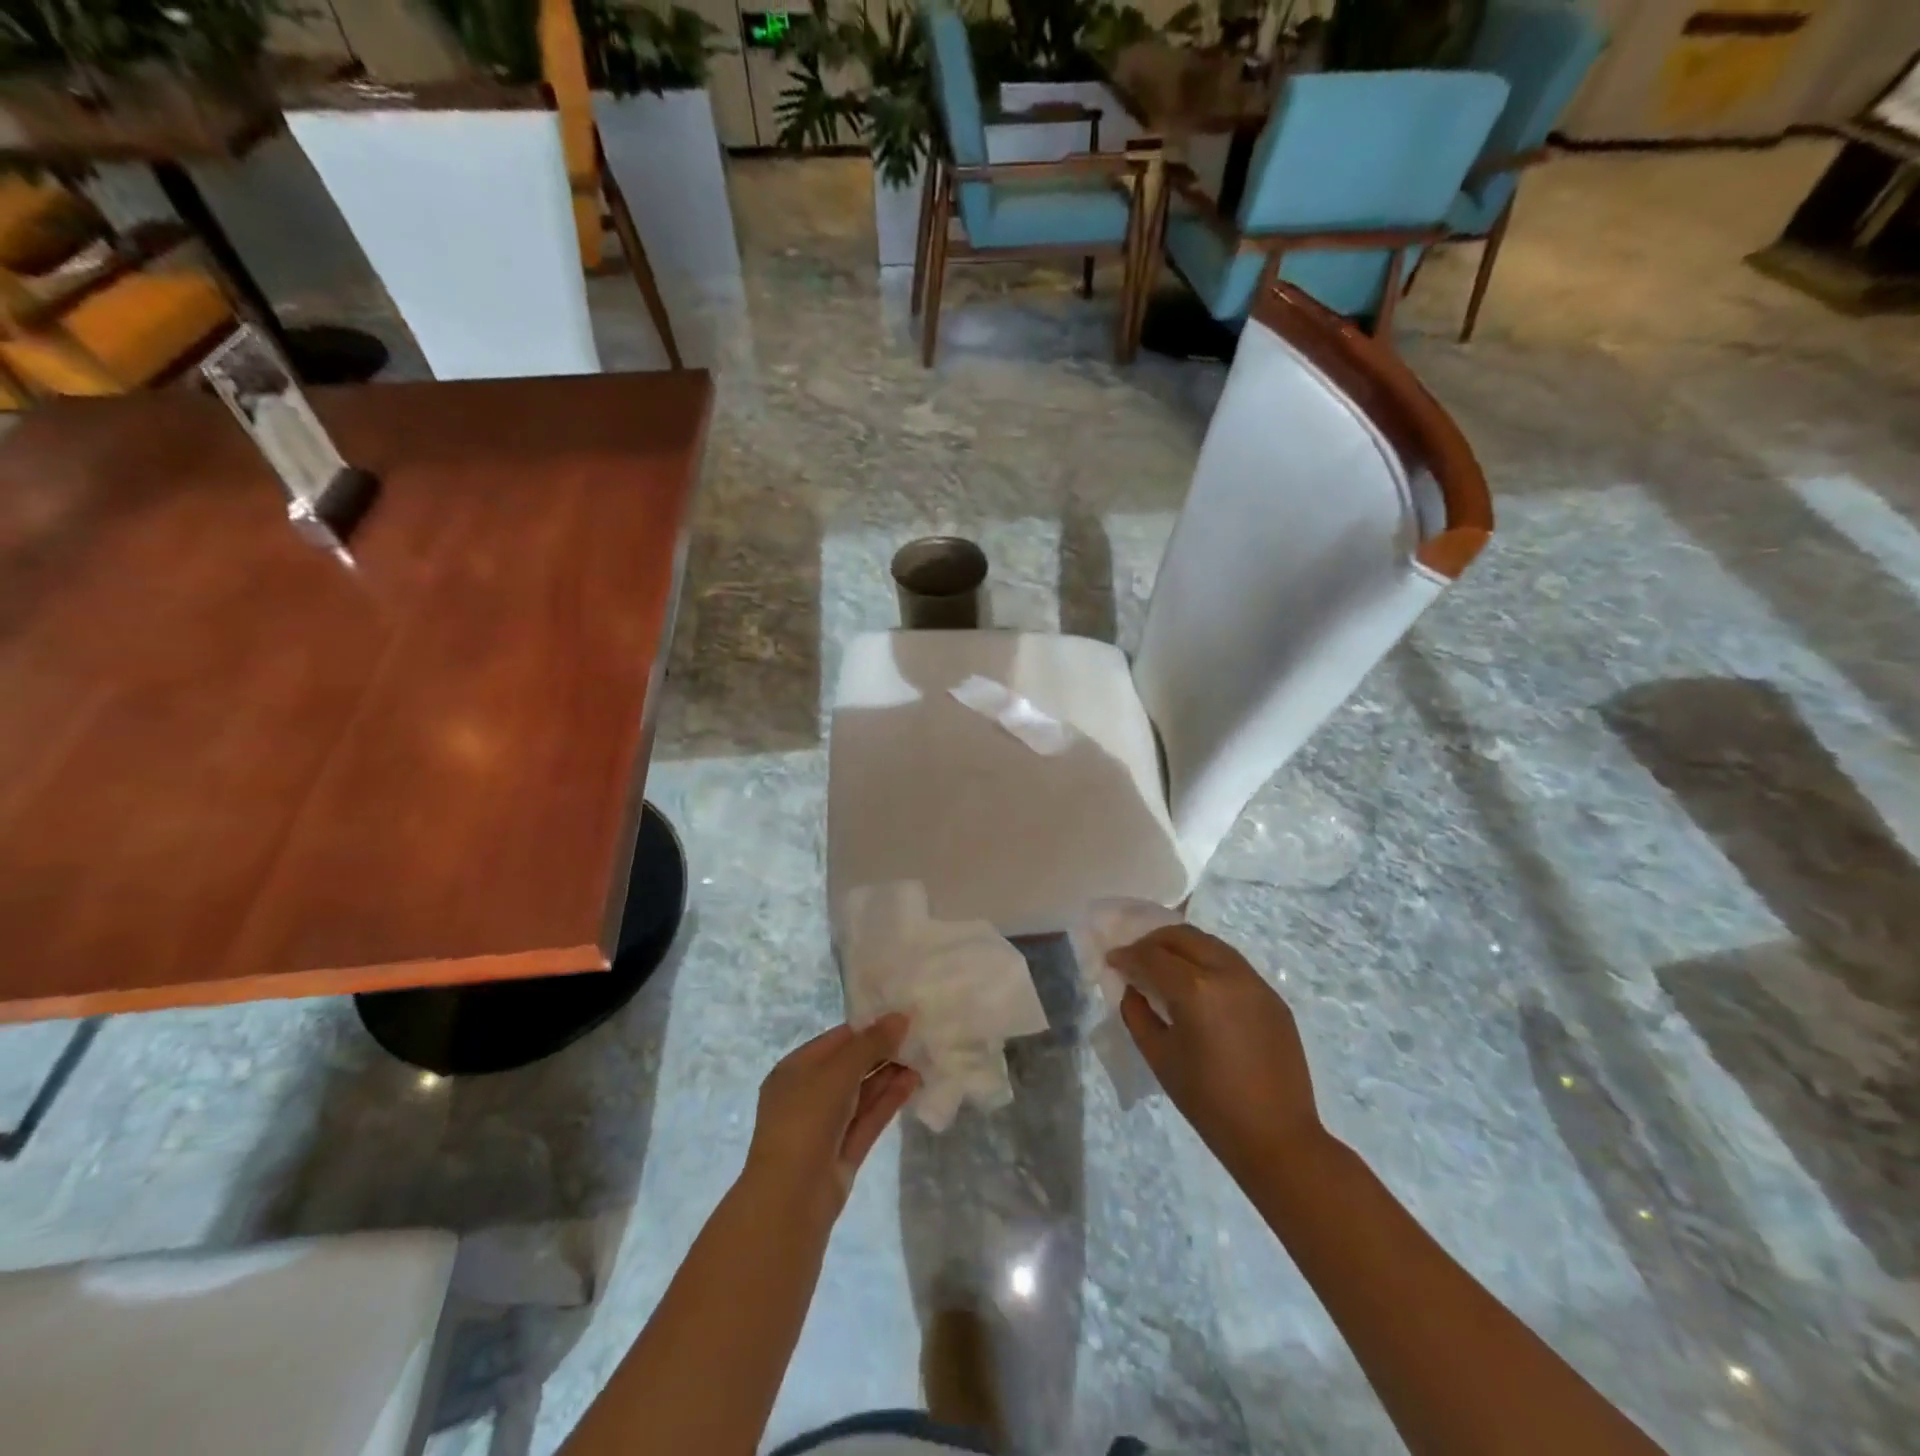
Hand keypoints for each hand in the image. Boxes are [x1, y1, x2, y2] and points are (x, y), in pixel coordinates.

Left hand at [744, 1015, 918, 1217]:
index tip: (902, 1016)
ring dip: (890, 1074)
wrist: (791, 1198)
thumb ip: (871, 1043)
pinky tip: (914, 1081)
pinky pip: (870, 1117)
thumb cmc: (806, 1119)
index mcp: (795, 1070)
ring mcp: (828, 1124)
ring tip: (923, 1055)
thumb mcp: (838, 1071)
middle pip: (851, 1065)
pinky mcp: (845, 1150)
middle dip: (882, 1051)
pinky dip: (890, 1099)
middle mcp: (810, 1094)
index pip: (837, 1040)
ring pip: (863, 1092)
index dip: (868, 1027)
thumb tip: (901, 1017)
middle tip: (918, 1035)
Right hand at [1110, 925, 1322, 1173]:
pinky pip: (1232, 964)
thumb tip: (1133, 988)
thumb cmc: (1208, 1102)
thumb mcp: (1159, 1057)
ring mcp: (1255, 982)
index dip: (1127, 956)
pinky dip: (1207, 962)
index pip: (1152, 956)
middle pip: (1183, 936)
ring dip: (1182, 946)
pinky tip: (1198, 985)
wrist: (1276, 1136)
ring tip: (1165, 965)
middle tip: (1136, 958)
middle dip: (1153, 941)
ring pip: (1210, 944)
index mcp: (1196, 990)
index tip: (1112, 961)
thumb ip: (1137, 1013)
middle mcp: (1227, 973)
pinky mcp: (1272, 996)